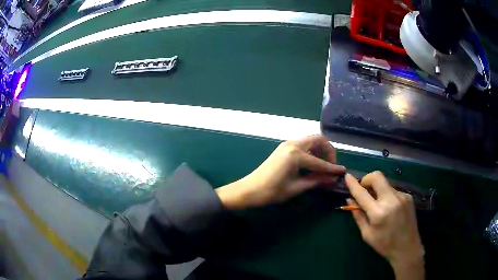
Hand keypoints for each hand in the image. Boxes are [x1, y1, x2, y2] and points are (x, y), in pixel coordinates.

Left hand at [216, 135, 345, 209]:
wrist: (249, 190)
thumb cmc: (272, 191)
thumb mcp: (296, 187)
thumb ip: (316, 181)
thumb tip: (333, 179)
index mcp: (296, 154)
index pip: (320, 161)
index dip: (333, 168)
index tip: (343, 172)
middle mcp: (293, 144)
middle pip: (318, 139)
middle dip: (328, 151)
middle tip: (331, 166)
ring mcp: (287, 144)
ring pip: (310, 140)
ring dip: (320, 149)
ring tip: (323, 166)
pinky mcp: (283, 148)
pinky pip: (303, 144)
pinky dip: (311, 150)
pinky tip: (312, 163)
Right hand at [345, 172, 424, 279]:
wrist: (407, 248)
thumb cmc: (384, 245)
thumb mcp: (367, 234)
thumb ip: (358, 215)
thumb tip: (350, 199)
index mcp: (378, 213)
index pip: (362, 193)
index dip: (353, 184)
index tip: (347, 176)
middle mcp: (391, 200)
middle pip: (377, 176)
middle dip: (367, 179)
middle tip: (364, 189)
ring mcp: (402, 196)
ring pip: (385, 184)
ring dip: (378, 190)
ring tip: (378, 204)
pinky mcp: (408, 196)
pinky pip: (393, 190)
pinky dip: (387, 195)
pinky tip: (390, 208)